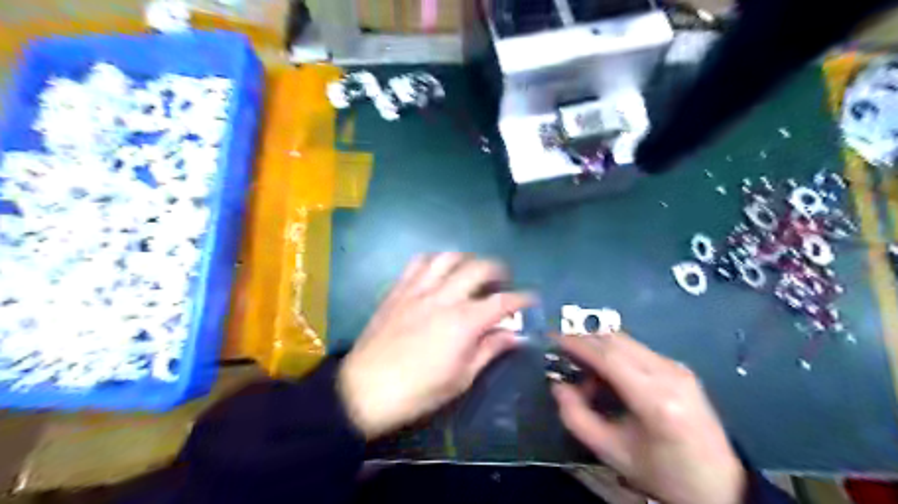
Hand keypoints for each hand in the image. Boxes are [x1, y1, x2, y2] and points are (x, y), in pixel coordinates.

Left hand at [337, 254, 530, 439]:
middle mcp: (444, 297)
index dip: (522, 298)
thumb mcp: (461, 378)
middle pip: (478, 268)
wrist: (365, 389)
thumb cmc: (418, 391)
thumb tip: (515, 336)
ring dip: (466, 260)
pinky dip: (435, 261)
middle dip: (498, 270)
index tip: (531, 299)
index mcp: (464, 322)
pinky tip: (438, 272)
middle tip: (502, 281)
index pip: (502, 301)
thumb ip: (489, 350)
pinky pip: (418, 262)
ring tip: (471, 272)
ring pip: (448, 257)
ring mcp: (418, 289)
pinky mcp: (398, 290)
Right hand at [556, 333, 742, 503]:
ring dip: (599, 347)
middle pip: (617, 341)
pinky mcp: (681, 368)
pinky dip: (615, 353)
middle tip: (562, 351)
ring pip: (627, 341)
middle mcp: (669, 374)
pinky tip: (609, 374)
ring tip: (584, 369)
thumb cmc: (661, 472)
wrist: (718, 485)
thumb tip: (558, 386)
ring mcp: (678, 368)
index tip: (553, 338)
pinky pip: (638, 350)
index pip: (608, 357)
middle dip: (585, 340)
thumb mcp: (611, 452)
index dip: (577, 344)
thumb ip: (577, 417)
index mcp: (655, 400)